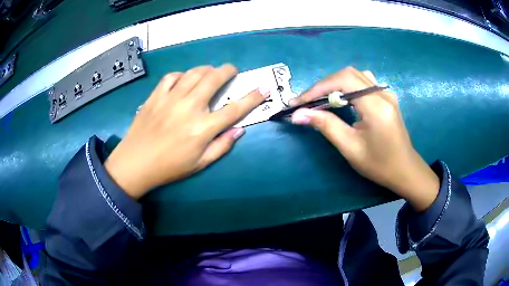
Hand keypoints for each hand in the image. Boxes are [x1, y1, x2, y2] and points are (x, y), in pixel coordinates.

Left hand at [105, 64, 269, 198]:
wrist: (135, 163)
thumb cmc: (169, 167)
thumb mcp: (200, 164)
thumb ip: (222, 146)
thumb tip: (239, 130)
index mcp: (202, 128)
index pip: (234, 109)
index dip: (252, 98)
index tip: (263, 88)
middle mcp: (189, 108)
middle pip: (213, 79)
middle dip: (227, 71)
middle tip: (231, 71)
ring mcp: (170, 99)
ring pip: (194, 73)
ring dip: (207, 69)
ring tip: (210, 72)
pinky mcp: (156, 95)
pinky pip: (172, 76)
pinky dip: (182, 75)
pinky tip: (184, 80)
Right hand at [289, 67, 438, 211]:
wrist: (404, 170)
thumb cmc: (379, 164)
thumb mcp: (351, 148)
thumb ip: (326, 126)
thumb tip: (299, 114)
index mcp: (376, 106)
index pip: (343, 81)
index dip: (318, 88)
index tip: (299, 102)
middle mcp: (382, 93)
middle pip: (348, 74)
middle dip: (324, 85)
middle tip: (308, 102)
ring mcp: (386, 93)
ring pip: (356, 75)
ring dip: (335, 84)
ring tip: (323, 100)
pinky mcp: (386, 97)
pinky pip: (364, 82)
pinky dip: (347, 86)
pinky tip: (343, 99)